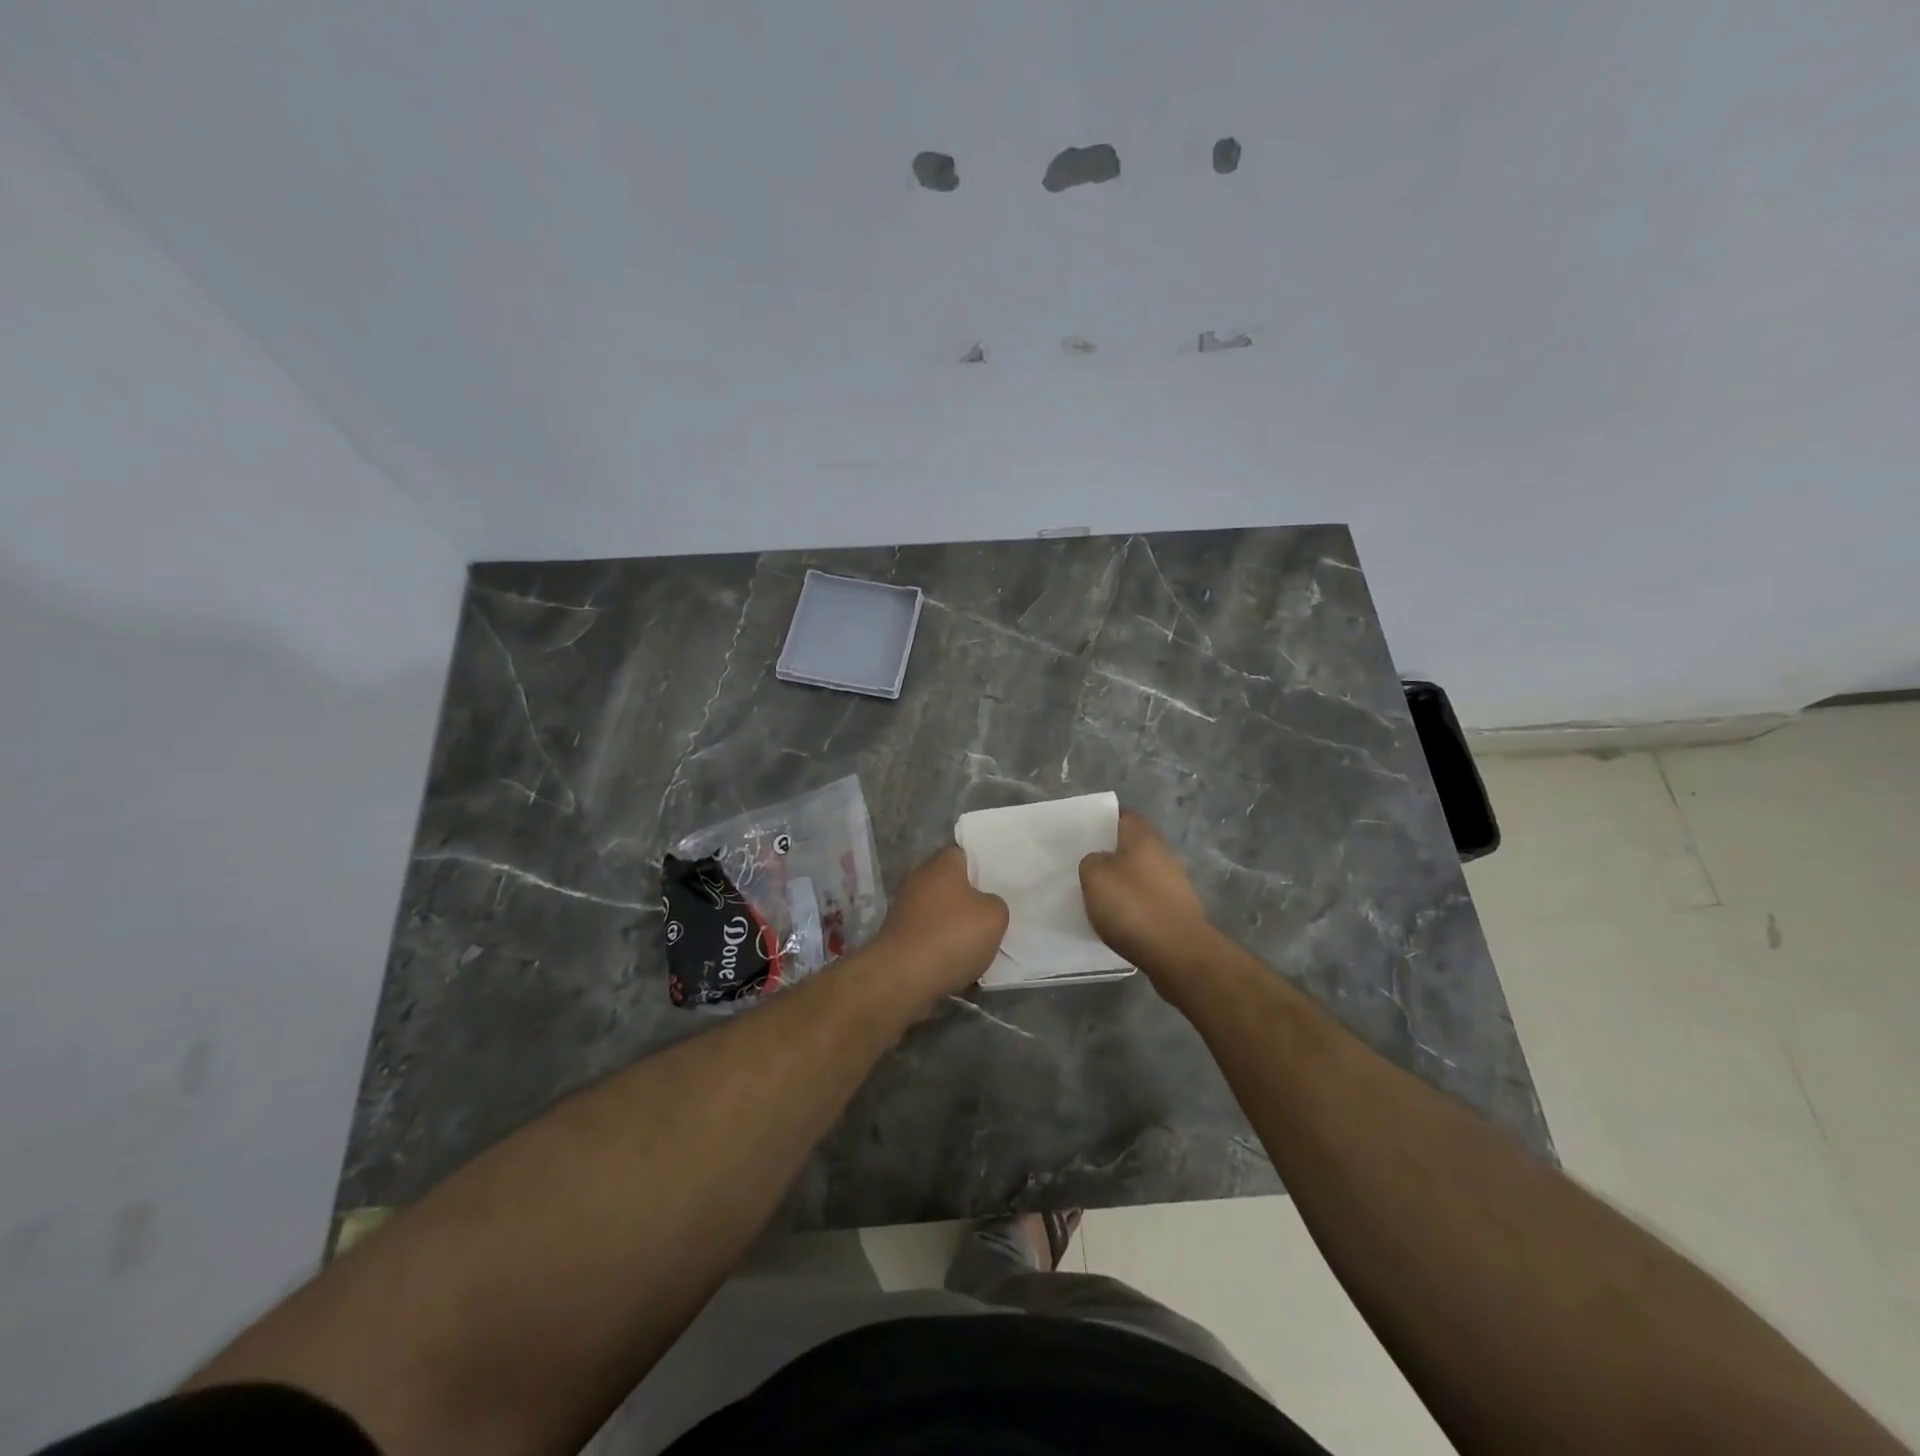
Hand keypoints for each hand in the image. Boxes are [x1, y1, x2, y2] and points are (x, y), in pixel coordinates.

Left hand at [869, 845, 1008, 1001]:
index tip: (995, 883)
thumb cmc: (952, 936)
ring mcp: (904, 906)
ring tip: (975, 942)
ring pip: (937, 908)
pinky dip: (939, 943)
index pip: (962, 852)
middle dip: (967, 897)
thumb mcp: (995, 916)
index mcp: (941, 864)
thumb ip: (995, 903)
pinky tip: (954, 959)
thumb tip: (984, 905)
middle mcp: (918, 878)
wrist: (903, 976)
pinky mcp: (897, 933)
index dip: (980, 866)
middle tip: (989, 913)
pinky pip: (926, 932)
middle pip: (948, 881)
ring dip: (952, 922)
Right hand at [1079, 810, 1213, 988]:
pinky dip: (1130, 903)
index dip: (1099, 820)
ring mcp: (1172, 881)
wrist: (1177, 953)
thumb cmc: (1133, 906)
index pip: (1120, 815)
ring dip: (1118, 880)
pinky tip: (1114, 916)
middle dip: (1107, 852)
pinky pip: (1145, 896)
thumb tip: (1099, 862)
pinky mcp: (1175, 908)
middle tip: (1080, 863)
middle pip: (1129, 844)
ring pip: (1137, 871)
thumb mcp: (1094, 875)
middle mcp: (1162, 852)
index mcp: (1143, 835)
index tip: (1079, 833)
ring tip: (1093, 893)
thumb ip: (1091, 860)